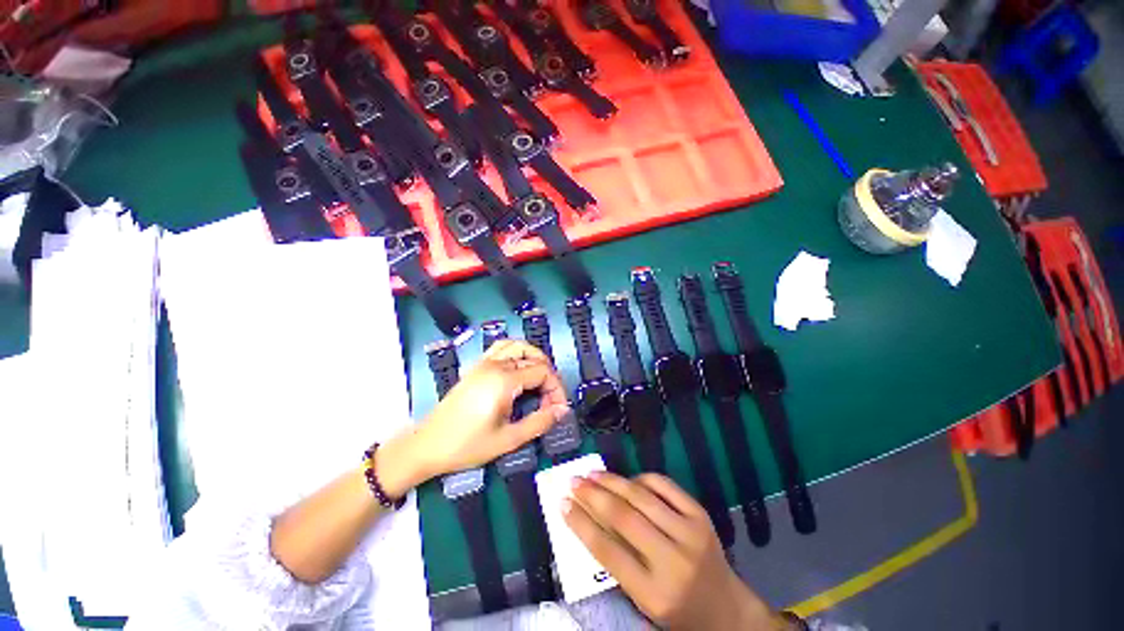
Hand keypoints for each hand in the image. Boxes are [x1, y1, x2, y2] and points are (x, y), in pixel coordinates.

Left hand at [411, 339, 570, 479]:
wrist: (427, 446)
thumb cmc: (467, 446)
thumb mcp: (508, 439)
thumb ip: (539, 422)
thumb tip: (563, 410)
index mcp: (504, 380)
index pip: (543, 372)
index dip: (556, 388)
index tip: (558, 409)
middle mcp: (495, 365)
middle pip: (534, 358)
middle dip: (548, 377)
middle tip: (550, 400)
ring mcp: (484, 363)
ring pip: (518, 346)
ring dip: (535, 358)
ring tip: (540, 380)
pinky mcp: (476, 367)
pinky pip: (501, 348)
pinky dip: (517, 353)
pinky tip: (519, 369)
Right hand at [564, 473, 777, 629]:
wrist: (726, 608)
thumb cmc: (677, 610)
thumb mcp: (642, 598)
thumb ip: (616, 561)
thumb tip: (588, 517)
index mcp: (654, 593)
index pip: (607, 551)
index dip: (581, 524)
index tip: (562, 504)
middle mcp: (674, 560)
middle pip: (623, 517)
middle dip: (593, 495)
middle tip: (573, 481)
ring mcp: (690, 533)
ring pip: (641, 496)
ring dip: (612, 481)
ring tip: (592, 474)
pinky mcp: (700, 514)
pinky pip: (663, 484)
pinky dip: (641, 478)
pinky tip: (627, 480)